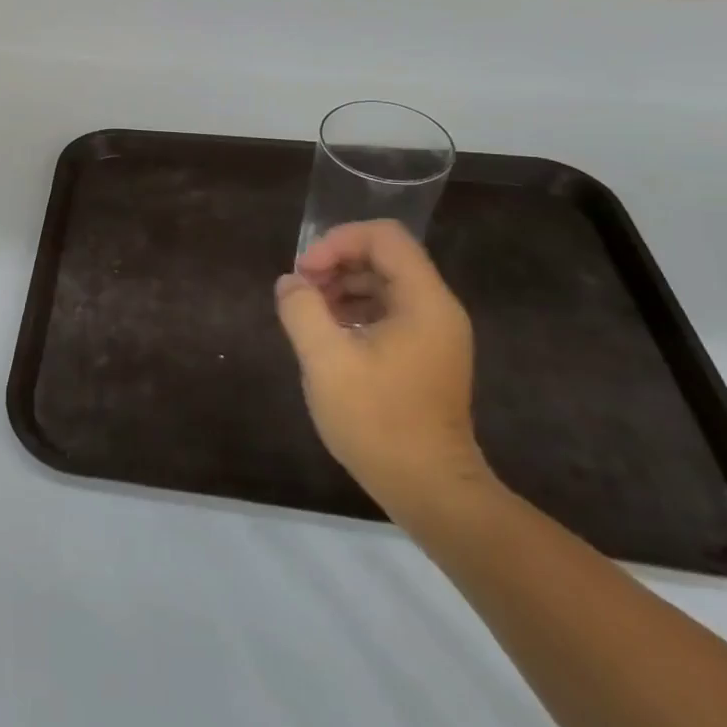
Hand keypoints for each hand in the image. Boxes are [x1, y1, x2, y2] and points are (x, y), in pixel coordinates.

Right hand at [276, 220, 490, 520]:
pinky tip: (328, 335)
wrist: (430, 490)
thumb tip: (290, 282)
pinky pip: (388, 312)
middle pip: (385, 257)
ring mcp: (434, 335)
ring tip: (308, 312)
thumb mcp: (326, 361)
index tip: (305, 272)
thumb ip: (301, 310)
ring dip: (342, 287)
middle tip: (300, 291)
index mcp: (423, 302)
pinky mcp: (425, 356)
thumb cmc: (378, 421)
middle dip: (336, 263)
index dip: (338, 241)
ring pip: (384, 285)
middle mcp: (436, 309)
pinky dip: (354, 310)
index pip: (384, 237)